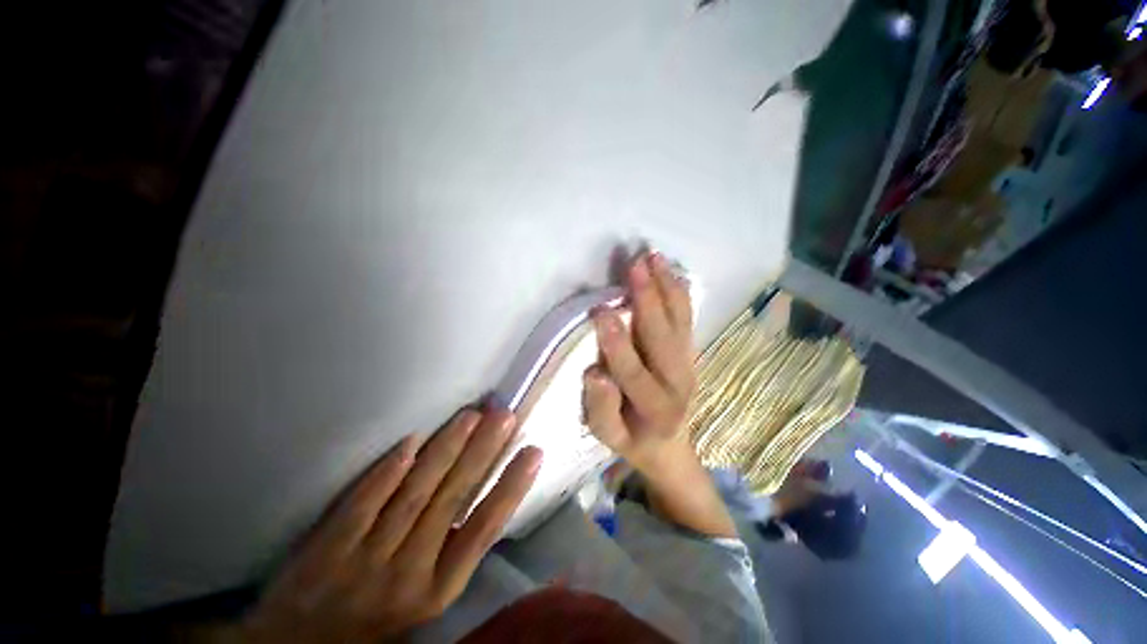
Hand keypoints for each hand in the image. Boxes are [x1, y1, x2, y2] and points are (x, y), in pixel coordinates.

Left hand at [239, 410, 542, 643]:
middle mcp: (408, 576)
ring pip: (413, 497)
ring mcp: (365, 564)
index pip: (484, 529)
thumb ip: (451, 549)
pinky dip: (385, 474)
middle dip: (482, 453)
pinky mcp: (326, 554)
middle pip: (452, 502)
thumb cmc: (376, 621)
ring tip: (471, 416)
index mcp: (439, 589)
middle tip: (504, 416)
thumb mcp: (425, 598)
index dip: (511, 488)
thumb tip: (483, 494)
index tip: (533, 452)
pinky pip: (360, 507)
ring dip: (445, 452)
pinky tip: (410, 443)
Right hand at [583, 252, 695, 473]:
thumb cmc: (632, 437)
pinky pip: (687, 319)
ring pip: (679, 322)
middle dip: (647, 300)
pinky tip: (672, 271)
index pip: (634, 374)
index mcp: (657, 410)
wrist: (669, 442)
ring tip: (654, 256)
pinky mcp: (690, 352)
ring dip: (666, 287)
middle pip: (663, 339)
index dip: (617, 344)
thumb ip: (601, 409)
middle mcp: (679, 383)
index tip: (600, 311)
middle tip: (634, 265)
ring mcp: (688, 364)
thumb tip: (595, 373)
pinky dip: (679, 293)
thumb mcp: (608, 436)